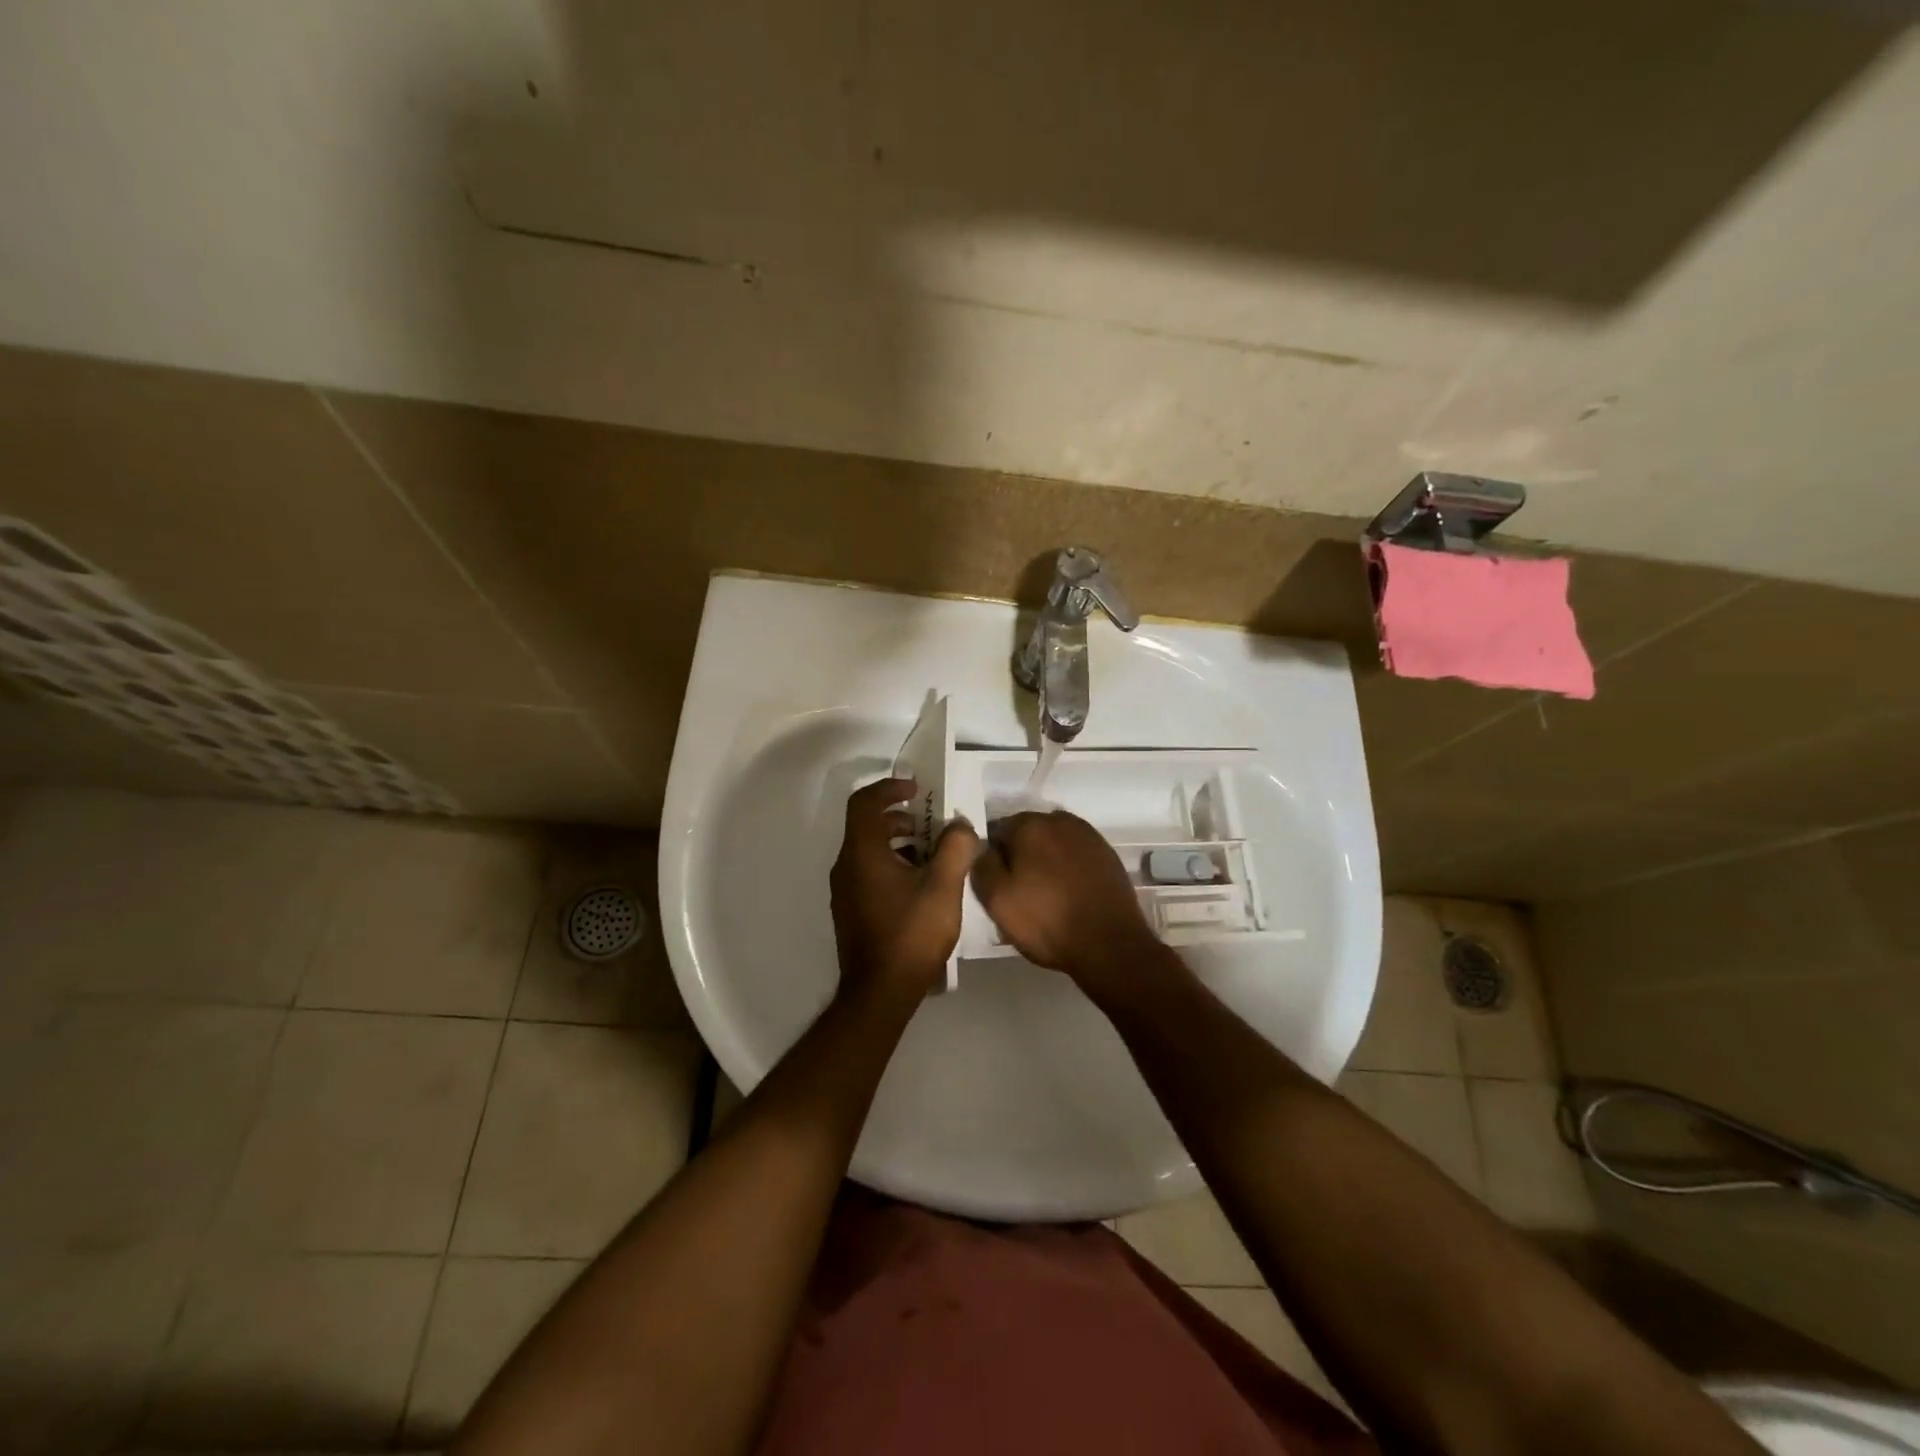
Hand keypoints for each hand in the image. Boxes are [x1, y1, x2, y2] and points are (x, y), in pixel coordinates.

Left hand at [829, 777, 979, 1005]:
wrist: (880, 992)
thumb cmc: (911, 934)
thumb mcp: (943, 887)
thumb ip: (956, 848)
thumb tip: (961, 826)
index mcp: (862, 852)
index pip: (864, 802)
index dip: (889, 788)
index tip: (917, 789)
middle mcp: (846, 866)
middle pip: (867, 825)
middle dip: (900, 818)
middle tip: (932, 826)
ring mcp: (845, 890)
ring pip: (869, 850)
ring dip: (899, 843)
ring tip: (933, 857)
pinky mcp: (851, 910)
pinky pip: (868, 871)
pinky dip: (892, 864)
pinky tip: (920, 887)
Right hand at [970, 810, 1160, 985]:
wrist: (1109, 944)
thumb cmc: (1047, 921)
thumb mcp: (997, 899)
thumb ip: (981, 864)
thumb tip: (983, 846)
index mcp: (1029, 824)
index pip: (996, 831)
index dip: (992, 858)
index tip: (996, 884)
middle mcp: (1059, 819)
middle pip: (1026, 834)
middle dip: (1019, 856)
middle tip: (1019, 892)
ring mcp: (1087, 835)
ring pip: (1052, 843)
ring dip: (1044, 860)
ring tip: (1045, 895)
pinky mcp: (1106, 853)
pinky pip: (1074, 854)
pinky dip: (1067, 867)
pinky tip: (1068, 893)